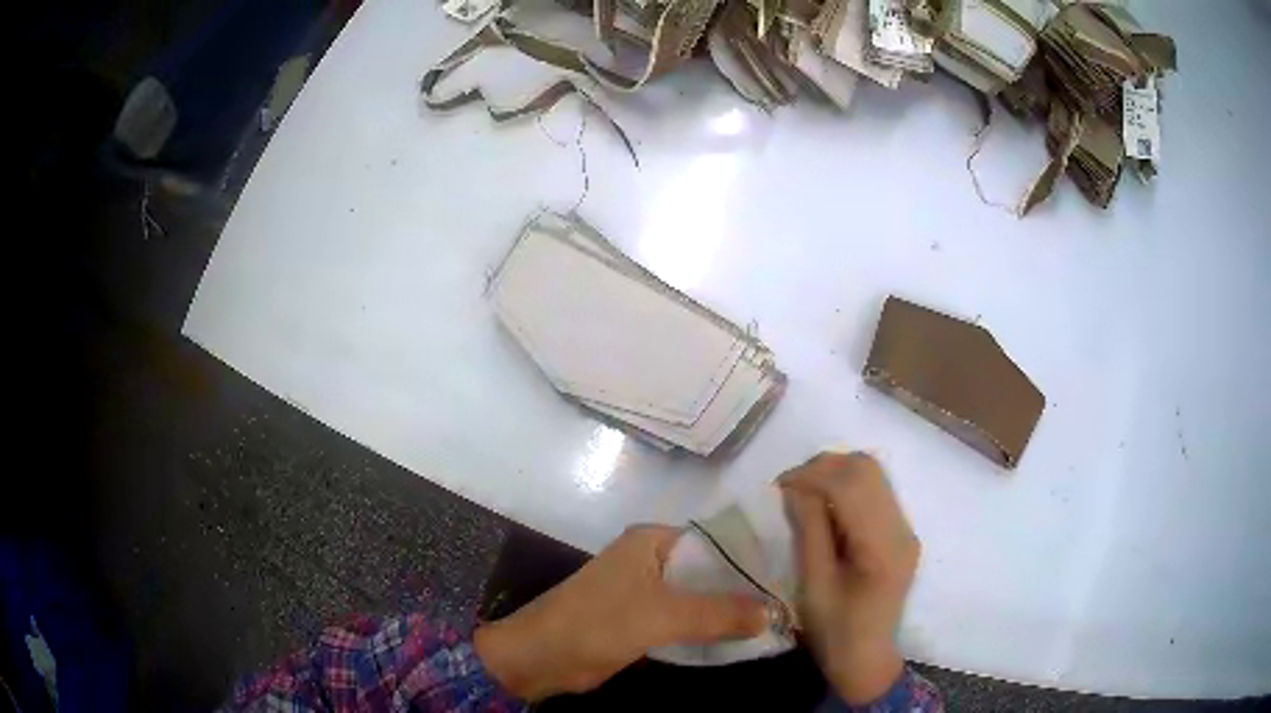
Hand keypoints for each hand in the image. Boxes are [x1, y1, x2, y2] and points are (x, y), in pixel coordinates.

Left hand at [474, 525, 767, 700]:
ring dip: (730, 611)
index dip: (753, 557)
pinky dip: (711, 628)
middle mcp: (652, 560)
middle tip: (793, 600)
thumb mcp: (661, 616)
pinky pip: (687, 620)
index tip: (793, 572)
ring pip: (700, 598)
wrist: (541, 657)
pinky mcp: (644, 621)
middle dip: (746, 588)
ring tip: (779, 620)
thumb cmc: (596, 623)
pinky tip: (743, 638)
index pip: (716, 540)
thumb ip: (717, 613)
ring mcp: (648, 592)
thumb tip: (772, 613)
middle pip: (710, 570)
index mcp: (652, 542)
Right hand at [780, 452, 919, 704]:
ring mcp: (905, 529)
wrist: (866, 658)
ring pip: (873, 474)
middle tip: (790, 487)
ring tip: (804, 494)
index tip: (779, 485)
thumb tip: (796, 487)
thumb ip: (809, 530)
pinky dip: (846, 487)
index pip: (853, 486)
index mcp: (882, 547)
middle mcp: (902, 529)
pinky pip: (875, 491)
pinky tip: (825, 507)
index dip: (813, 474)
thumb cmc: (834, 630)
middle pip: (868, 469)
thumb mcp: (813, 584)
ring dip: (836, 473)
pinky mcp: (900, 532)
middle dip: (824, 467)